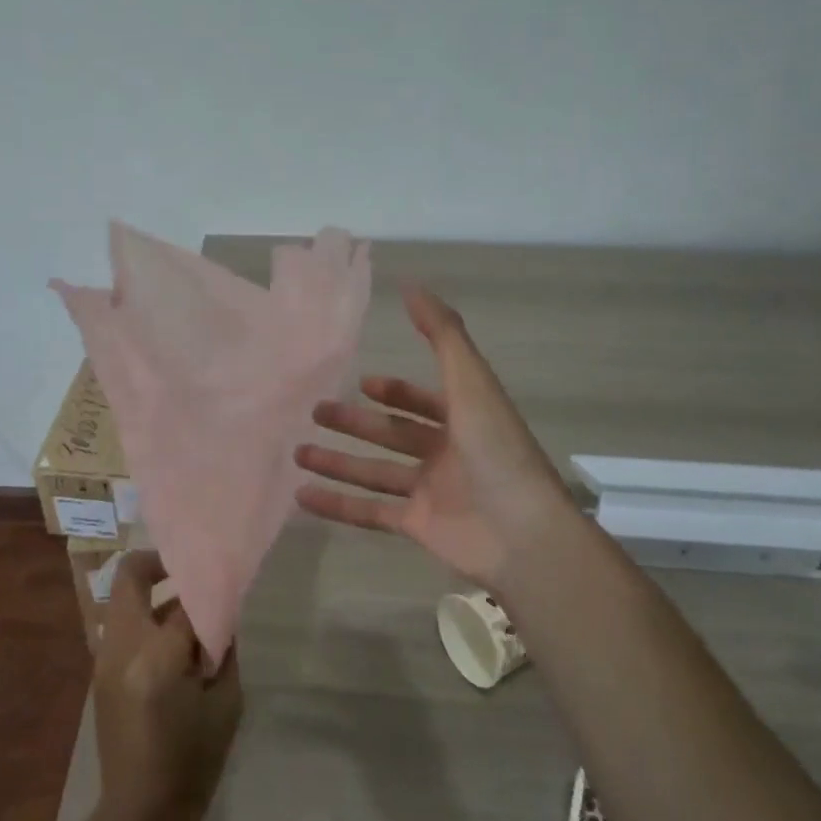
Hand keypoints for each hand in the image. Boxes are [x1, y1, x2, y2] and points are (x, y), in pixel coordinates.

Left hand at [92, 552, 241, 820]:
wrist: (140, 815)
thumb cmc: (192, 764)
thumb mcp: (225, 704)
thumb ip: (223, 649)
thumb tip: (220, 612)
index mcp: (157, 657)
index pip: (184, 599)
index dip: (207, 587)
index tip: (223, 579)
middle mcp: (121, 647)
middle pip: (130, 575)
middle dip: (161, 564)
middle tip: (192, 572)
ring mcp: (103, 657)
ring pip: (122, 597)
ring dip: (151, 591)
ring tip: (186, 608)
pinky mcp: (98, 671)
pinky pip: (120, 624)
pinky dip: (143, 616)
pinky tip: (171, 640)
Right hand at [294, 284, 580, 587]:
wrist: (523, 535)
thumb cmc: (496, 451)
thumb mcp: (470, 383)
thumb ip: (441, 335)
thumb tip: (411, 285)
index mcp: (465, 419)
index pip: (424, 400)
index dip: (396, 390)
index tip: (362, 382)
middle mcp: (447, 453)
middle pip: (392, 434)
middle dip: (354, 424)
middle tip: (314, 412)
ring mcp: (431, 492)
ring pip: (375, 472)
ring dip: (338, 462)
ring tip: (297, 453)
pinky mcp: (417, 526)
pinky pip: (370, 512)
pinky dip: (337, 505)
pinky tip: (301, 496)